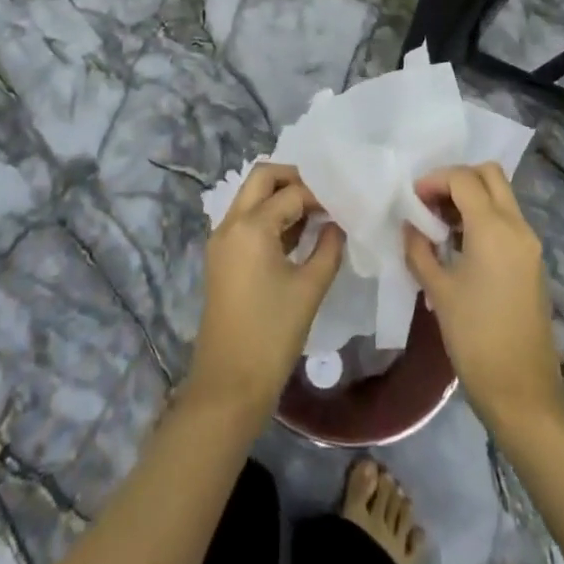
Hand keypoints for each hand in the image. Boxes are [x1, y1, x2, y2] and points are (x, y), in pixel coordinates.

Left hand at [189, 163, 344, 420]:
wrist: (228, 386)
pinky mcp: (220, 257)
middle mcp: (231, 223)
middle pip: (262, 177)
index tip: (343, 206)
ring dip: (279, 196)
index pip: (292, 193)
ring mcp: (221, 240)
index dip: (320, 196)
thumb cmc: (272, 335)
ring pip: (250, 196)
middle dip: (293, 178)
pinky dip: (268, 216)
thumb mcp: (309, 289)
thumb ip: (328, 248)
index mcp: (251, 226)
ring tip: (314, 214)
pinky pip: (245, 219)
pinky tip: (295, 235)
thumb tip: (336, 224)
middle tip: (322, 196)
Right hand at [404, 163, 563, 431]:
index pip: (463, 178)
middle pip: (489, 174)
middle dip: (457, 179)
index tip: (412, 199)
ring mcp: (529, 244)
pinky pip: (508, 220)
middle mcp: (517, 226)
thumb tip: (409, 226)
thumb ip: (420, 250)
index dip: (434, 180)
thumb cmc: (476, 339)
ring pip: (501, 196)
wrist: (523, 394)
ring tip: (440, 225)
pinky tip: (460, 245)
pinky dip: (484, 217)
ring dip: (471, 198)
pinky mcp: (532, 261)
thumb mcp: (439, 292)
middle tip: (430, 202)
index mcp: (494, 228)